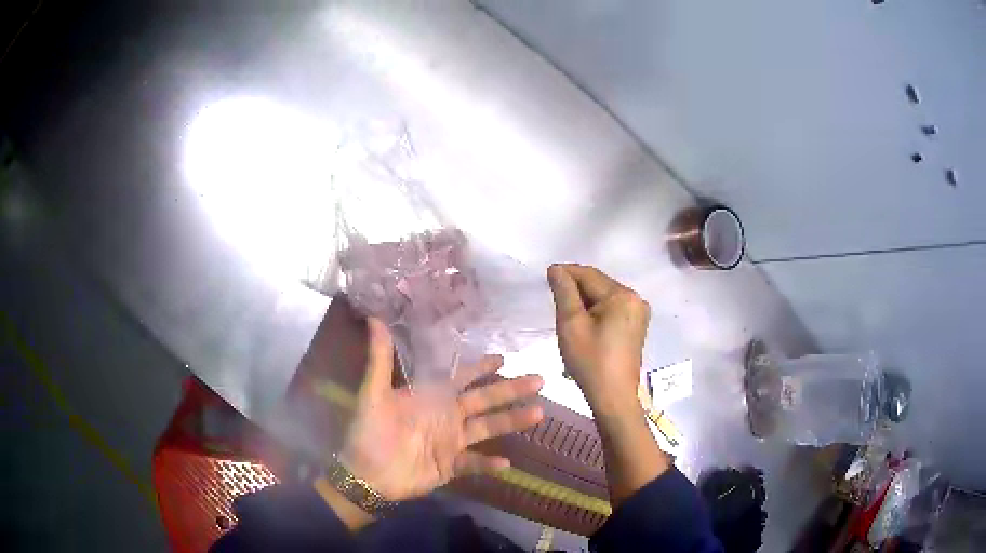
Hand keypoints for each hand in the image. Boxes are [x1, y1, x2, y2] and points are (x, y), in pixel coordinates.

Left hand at [338, 318, 544, 501]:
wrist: (366, 474)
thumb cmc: (369, 432)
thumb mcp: (373, 393)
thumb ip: (380, 359)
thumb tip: (374, 319)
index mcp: (431, 397)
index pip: (461, 377)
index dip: (481, 367)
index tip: (504, 357)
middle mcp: (446, 416)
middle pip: (484, 400)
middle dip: (510, 390)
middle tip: (538, 380)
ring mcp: (450, 442)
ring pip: (487, 429)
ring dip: (511, 422)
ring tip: (538, 413)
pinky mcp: (450, 466)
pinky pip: (474, 464)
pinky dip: (489, 464)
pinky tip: (505, 463)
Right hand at [547, 264, 666, 506]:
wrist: (614, 398)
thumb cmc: (590, 361)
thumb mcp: (571, 324)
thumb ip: (564, 292)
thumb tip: (557, 269)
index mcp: (622, 295)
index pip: (589, 274)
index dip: (566, 273)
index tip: (545, 277)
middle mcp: (635, 298)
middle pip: (599, 284)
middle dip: (575, 288)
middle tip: (553, 301)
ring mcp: (638, 313)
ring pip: (604, 297)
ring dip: (584, 301)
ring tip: (566, 315)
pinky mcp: (636, 326)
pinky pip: (612, 309)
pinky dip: (595, 311)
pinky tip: (582, 324)